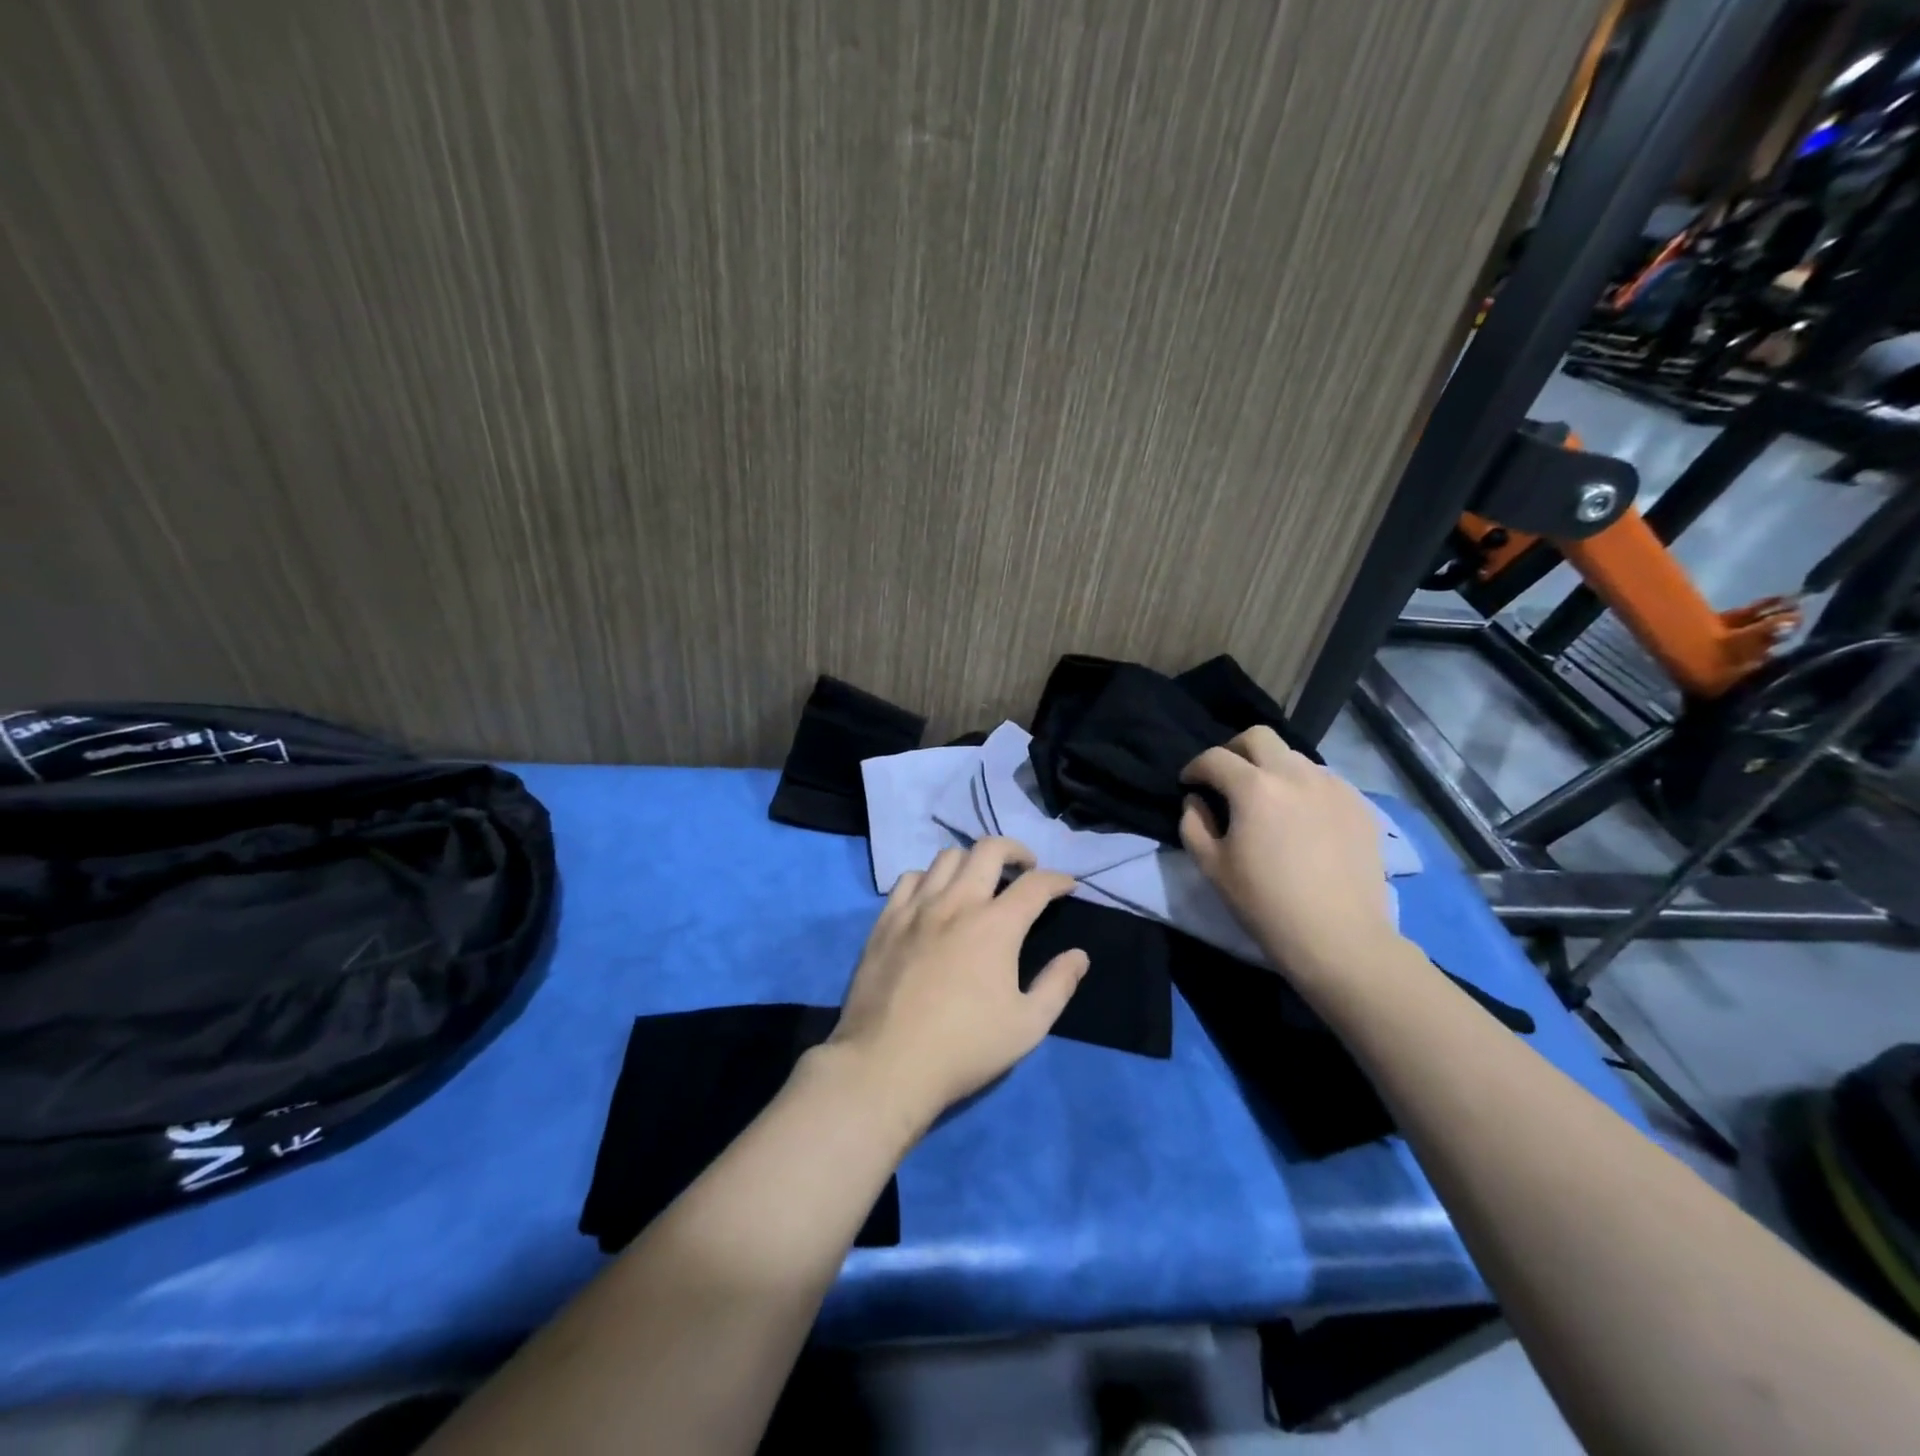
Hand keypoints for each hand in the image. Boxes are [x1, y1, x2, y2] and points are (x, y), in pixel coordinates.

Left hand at [828, 838, 1087, 1126]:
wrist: (887, 1064)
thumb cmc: (965, 1048)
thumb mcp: (1027, 1026)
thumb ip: (1057, 985)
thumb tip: (1078, 956)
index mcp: (996, 925)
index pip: (1035, 884)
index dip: (1058, 880)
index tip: (1067, 886)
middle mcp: (957, 903)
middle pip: (989, 849)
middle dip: (1015, 850)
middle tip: (1025, 868)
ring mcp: (917, 908)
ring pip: (947, 857)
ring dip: (971, 861)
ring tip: (979, 881)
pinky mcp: (886, 920)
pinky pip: (909, 879)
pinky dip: (930, 878)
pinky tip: (934, 897)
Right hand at [1179, 727, 1399, 984]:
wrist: (1339, 937)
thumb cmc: (1265, 904)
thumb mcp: (1212, 867)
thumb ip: (1193, 824)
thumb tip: (1196, 801)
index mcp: (1254, 788)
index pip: (1215, 758)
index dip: (1195, 768)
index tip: (1188, 784)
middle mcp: (1295, 774)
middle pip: (1258, 737)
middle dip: (1234, 750)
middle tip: (1226, 777)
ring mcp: (1333, 787)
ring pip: (1294, 757)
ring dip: (1272, 768)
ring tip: (1267, 800)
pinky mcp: (1359, 805)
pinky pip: (1324, 781)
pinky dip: (1304, 788)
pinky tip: (1302, 818)